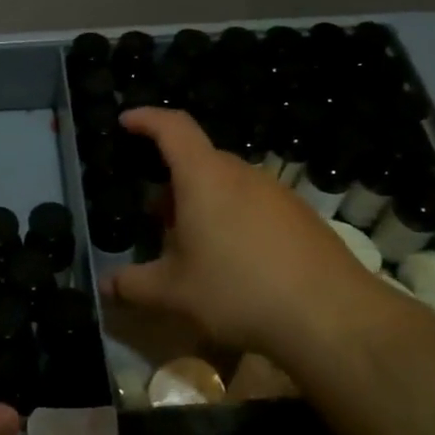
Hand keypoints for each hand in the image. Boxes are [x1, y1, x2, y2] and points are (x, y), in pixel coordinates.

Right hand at [107, 108, 390, 358]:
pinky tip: (235, 262)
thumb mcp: (174, 292)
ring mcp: (277, 193)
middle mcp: (242, 174)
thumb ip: (133, 285)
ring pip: (228, 184)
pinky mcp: (301, 217)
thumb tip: (104, 286)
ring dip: (203, 202)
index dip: (147, 119)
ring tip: (193, 245)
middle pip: (199, 160)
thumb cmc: (238, 290)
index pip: (173, 127)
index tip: (127, 121)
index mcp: (204, 177)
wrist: (330, 315)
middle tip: (156, 216)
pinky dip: (233, 217)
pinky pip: (254, 204)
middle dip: (172, 181)